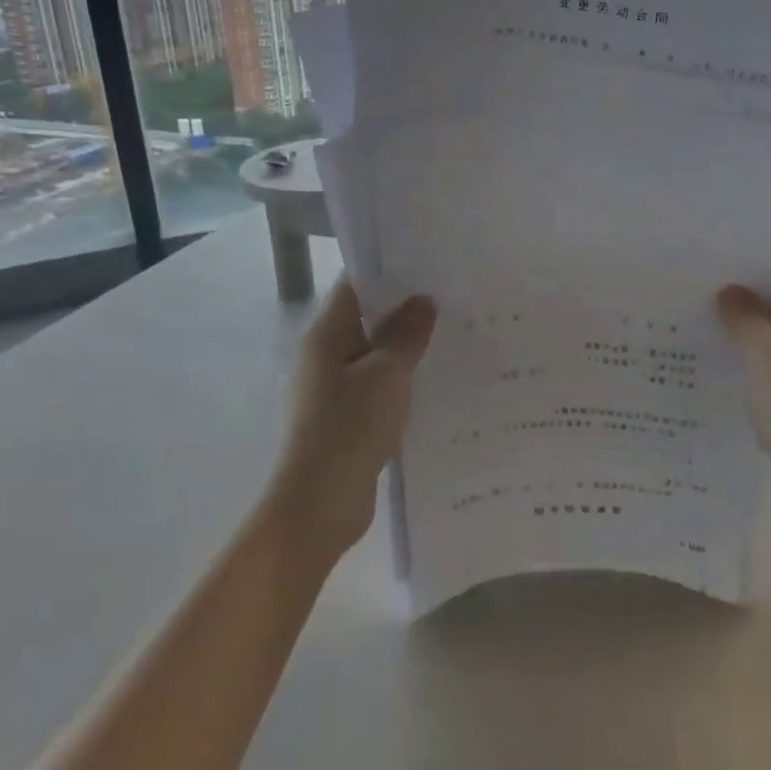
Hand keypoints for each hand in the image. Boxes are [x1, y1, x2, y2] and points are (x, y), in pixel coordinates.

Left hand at [271, 280, 436, 558]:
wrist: (319, 505)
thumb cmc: (349, 427)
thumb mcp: (387, 374)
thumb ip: (406, 334)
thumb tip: (423, 300)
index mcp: (324, 335)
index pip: (355, 286)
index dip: (389, 272)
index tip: (429, 264)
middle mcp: (324, 356)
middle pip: (366, 319)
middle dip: (406, 311)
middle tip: (452, 299)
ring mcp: (333, 390)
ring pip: (375, 356)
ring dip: (406, 349)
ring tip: (452, 336)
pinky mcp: (346, 419)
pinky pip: (377, 387)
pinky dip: (401, 381)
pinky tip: (435, 382)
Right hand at [718, 236, 770, 544]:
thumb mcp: (766, 355)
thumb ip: (745, 316)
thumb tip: (731, 292)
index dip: (760, 238)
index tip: (717, 238)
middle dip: (744, 275)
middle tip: (694, 270)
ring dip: (744, 313)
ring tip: (694, 304)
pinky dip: (749, 345)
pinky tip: (714, 349)